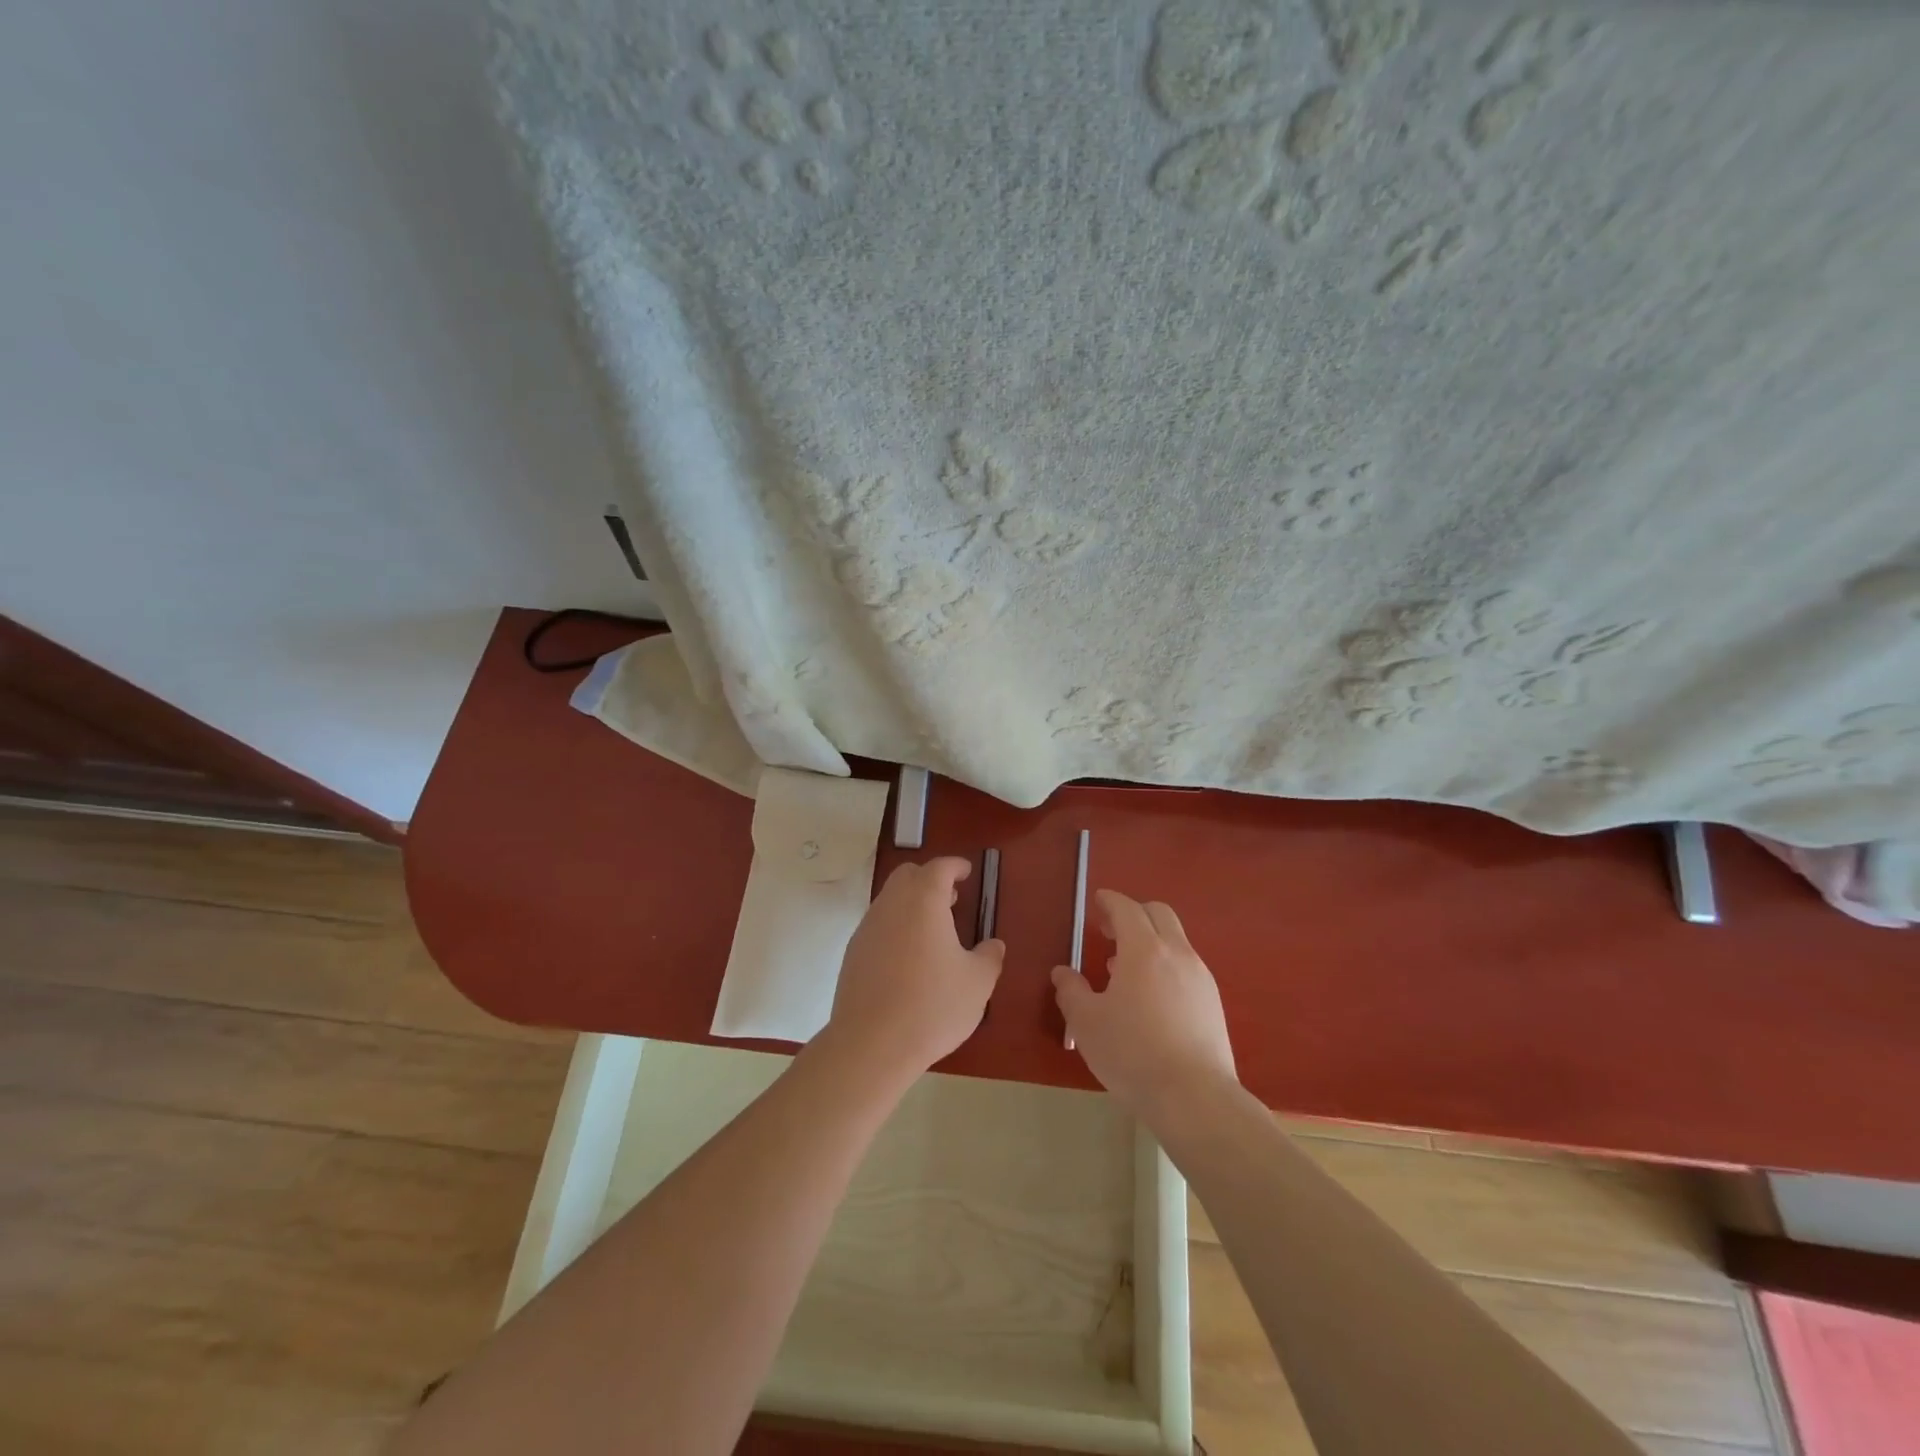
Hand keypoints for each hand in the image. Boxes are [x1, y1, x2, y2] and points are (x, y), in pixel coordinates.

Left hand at [823, 857, 1004, 1081]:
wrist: (871, 1044)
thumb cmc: (932, 1006)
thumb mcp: (977, 983)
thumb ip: (989, 957)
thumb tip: (993, 945)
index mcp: (924, 901)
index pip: (939, 867)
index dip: (955, 866)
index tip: (966, 872)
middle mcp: (891, 905)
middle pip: (908, 876)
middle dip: (930, 879)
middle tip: (951, 899)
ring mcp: (867, 928)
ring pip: (889, 900)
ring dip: (911, 904)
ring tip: (933, 931)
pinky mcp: (853, 953)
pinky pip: (878, 925)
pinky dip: (895, 927)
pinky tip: (908, 958)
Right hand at [1052, 890, 1236, 1120]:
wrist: (1195, 1097)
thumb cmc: (1133, 1053)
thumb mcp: (1086, 1023)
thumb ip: (1071, 991)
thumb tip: (1063, 973)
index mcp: (1144, 950)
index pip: (1127, 909)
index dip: (1110, 901)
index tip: (1098, 900)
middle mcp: (1177, 954)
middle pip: (1159, 914)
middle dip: (1133, 913)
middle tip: (1109, 930)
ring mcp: (1200, 977)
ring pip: (1175, 940)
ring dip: (1150, 941)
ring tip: (1124, 969)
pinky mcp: (1213, 1003)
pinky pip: (1186, 967)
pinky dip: (1165, 965)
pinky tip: (1150, 997)